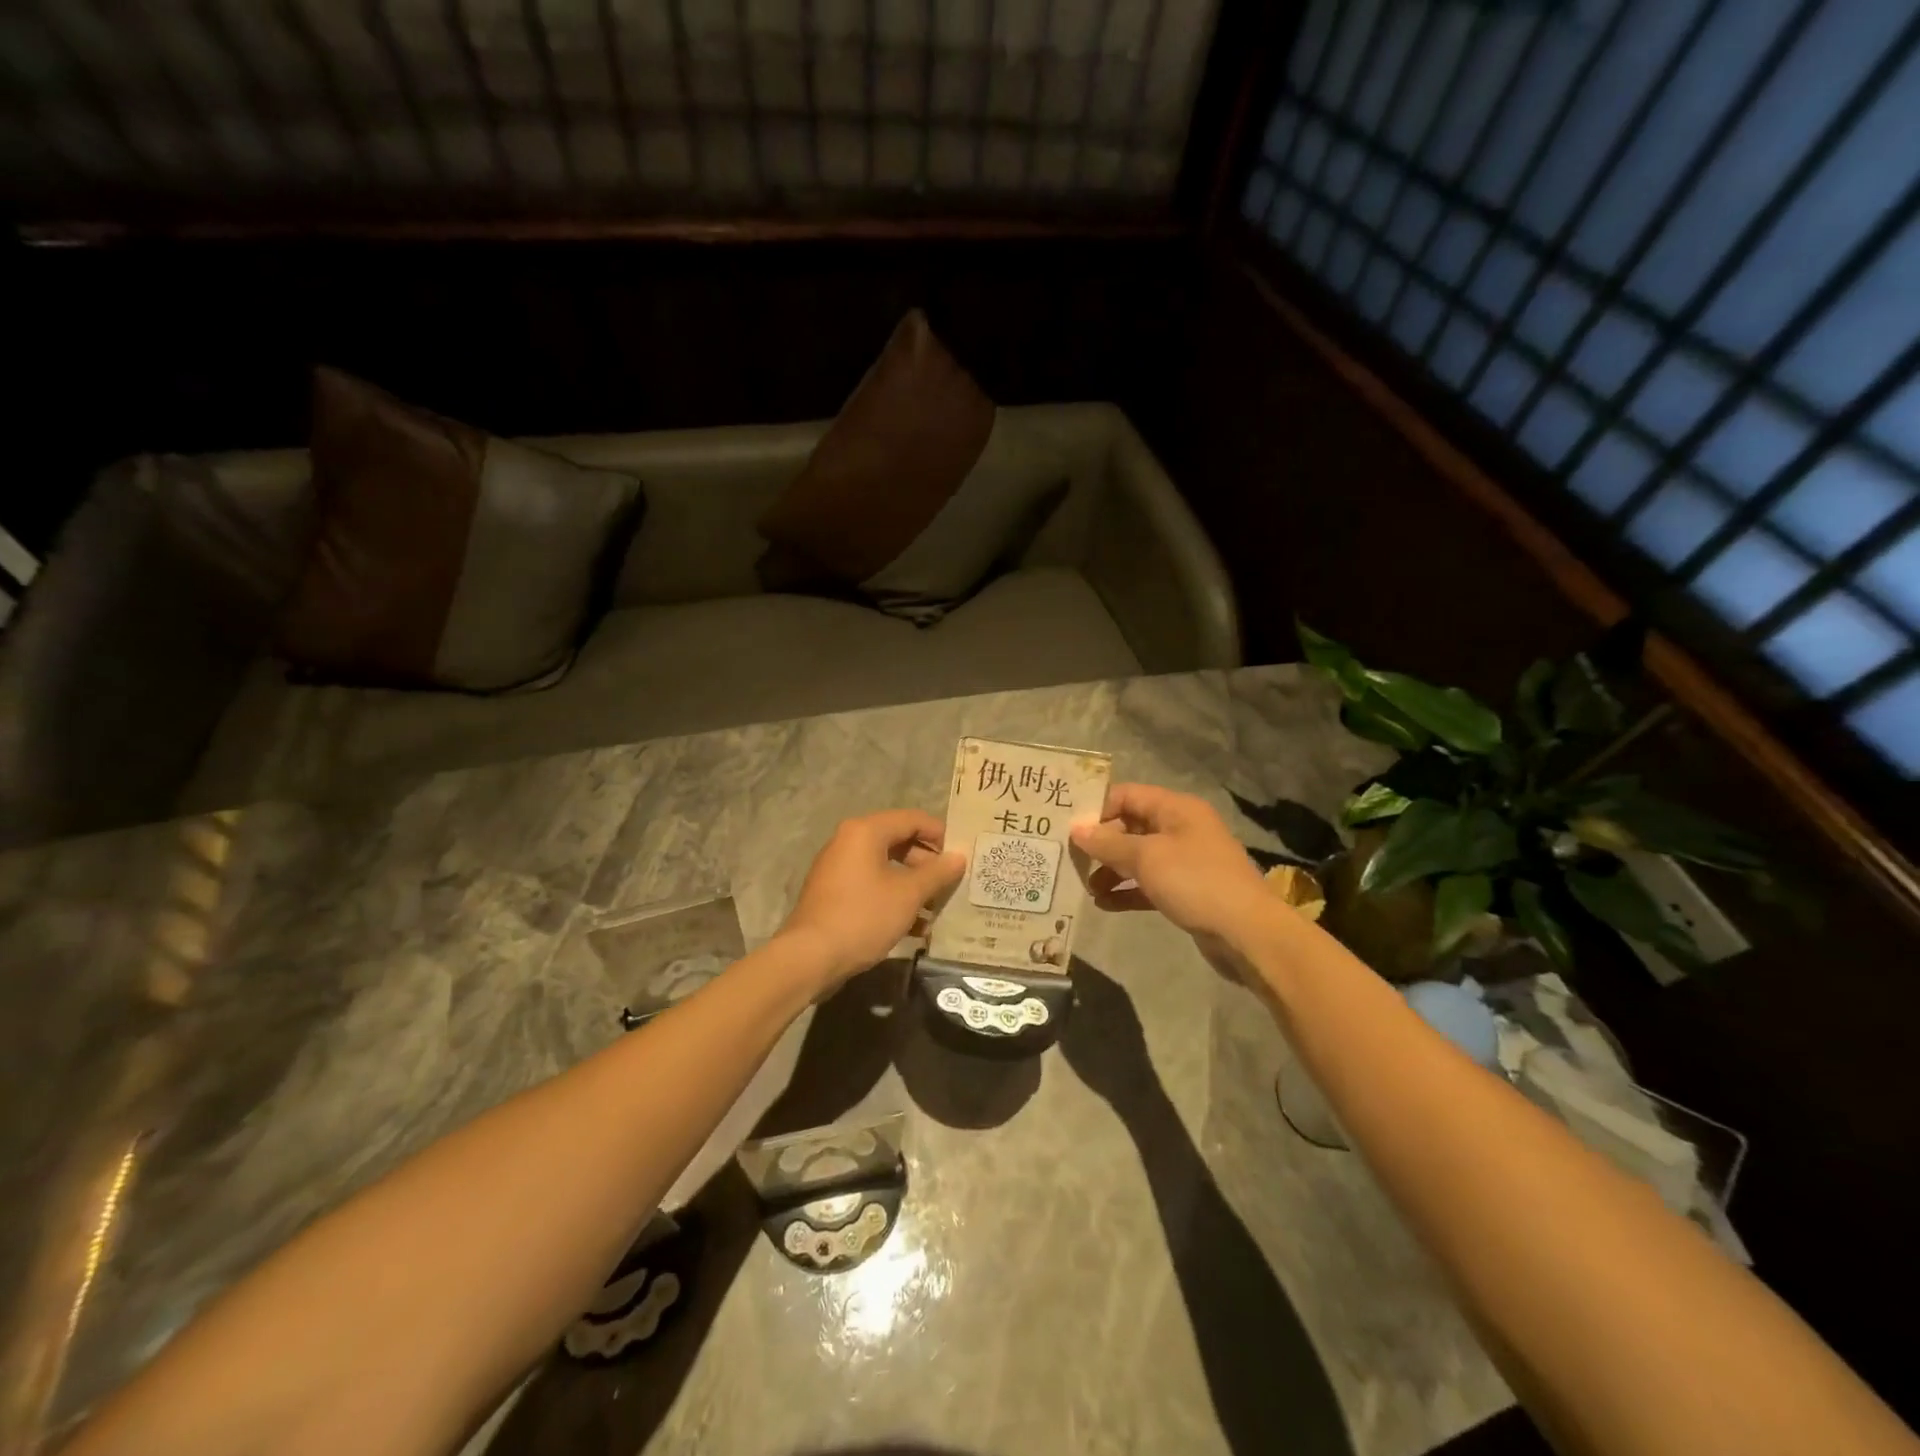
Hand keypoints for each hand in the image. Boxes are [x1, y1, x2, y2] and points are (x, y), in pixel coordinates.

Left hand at [777, 810, 964, 990]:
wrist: (810, 957)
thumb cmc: (863, 916)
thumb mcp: (908, 894)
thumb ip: (937, 873)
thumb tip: (959, 857)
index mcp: (865, 831)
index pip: (912, 819)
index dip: (940, 835)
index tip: (961, 857)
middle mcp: (848, 841)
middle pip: (899, 841)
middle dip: (927, 864)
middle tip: (950, 885)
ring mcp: (838, 868)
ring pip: (886, 867)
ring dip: (913, 886)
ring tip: (936, 910)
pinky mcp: (834, 893)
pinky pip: (871, 885)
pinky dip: (893, 898)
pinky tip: (915, 928)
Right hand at [1071, 783, 1270, 943]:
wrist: (1247, 933)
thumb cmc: (1195, 882)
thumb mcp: (1147, 858)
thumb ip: (1108, 843)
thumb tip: (1076, 829)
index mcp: (1176, 809)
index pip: (1127, 795)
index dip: (1098, 808)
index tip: (1069, 827)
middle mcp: (1181, 829)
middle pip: (1130, 826)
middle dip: (1101, 843)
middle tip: (1070, 858)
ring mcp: (1185, 861)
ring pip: (1138, 857)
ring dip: (1111, 870)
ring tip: (1085, 886)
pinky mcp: (1186, 891)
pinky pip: (1148, 884)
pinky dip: (1127, 891)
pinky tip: (1104, 904)